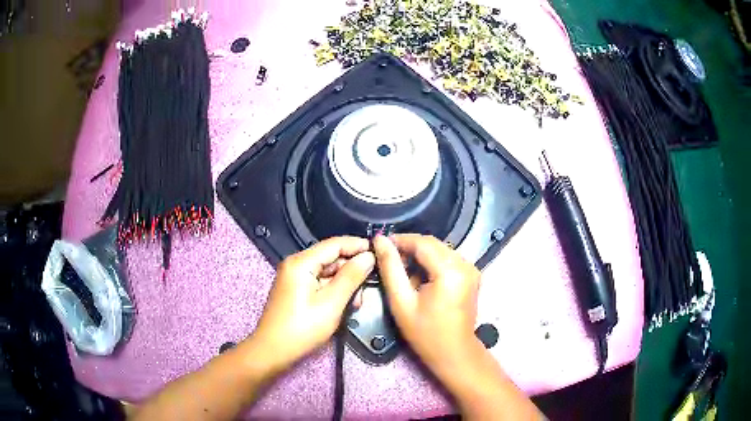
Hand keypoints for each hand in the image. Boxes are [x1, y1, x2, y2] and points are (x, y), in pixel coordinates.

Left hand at [251, 236, 374, 371]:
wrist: (273, 351)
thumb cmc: (302, 328)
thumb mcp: (331, 303)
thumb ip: (351, 277)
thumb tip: (369, 256)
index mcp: (301, 262)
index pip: (335, 244)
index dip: (358, 246)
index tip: (380, 253)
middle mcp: (296, 264)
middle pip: (331, 258)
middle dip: (352, 269)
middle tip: (372, 284)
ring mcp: (295, 277)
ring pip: (327, 272)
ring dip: (345, 283)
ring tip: (358, 301)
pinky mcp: (296, 290)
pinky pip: (319, 283)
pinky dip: (334, 291)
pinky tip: (346, 304)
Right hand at [372, 234, 481, 377]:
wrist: (454, 353)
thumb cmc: (425, 333)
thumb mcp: (401, 302)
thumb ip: (390, 268)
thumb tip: (380, 241)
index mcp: (450, 271)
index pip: (423, 242)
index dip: (400, 239)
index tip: (380, 243)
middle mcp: (465, 264)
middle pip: (433, 244)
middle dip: (409, 247)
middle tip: (388, 259)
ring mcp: (471, 269)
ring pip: (440, 250)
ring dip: (420, 255)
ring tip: (402, 270)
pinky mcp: (471, 275)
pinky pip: (448, 259)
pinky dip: (431, 262)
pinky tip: (419, 277)